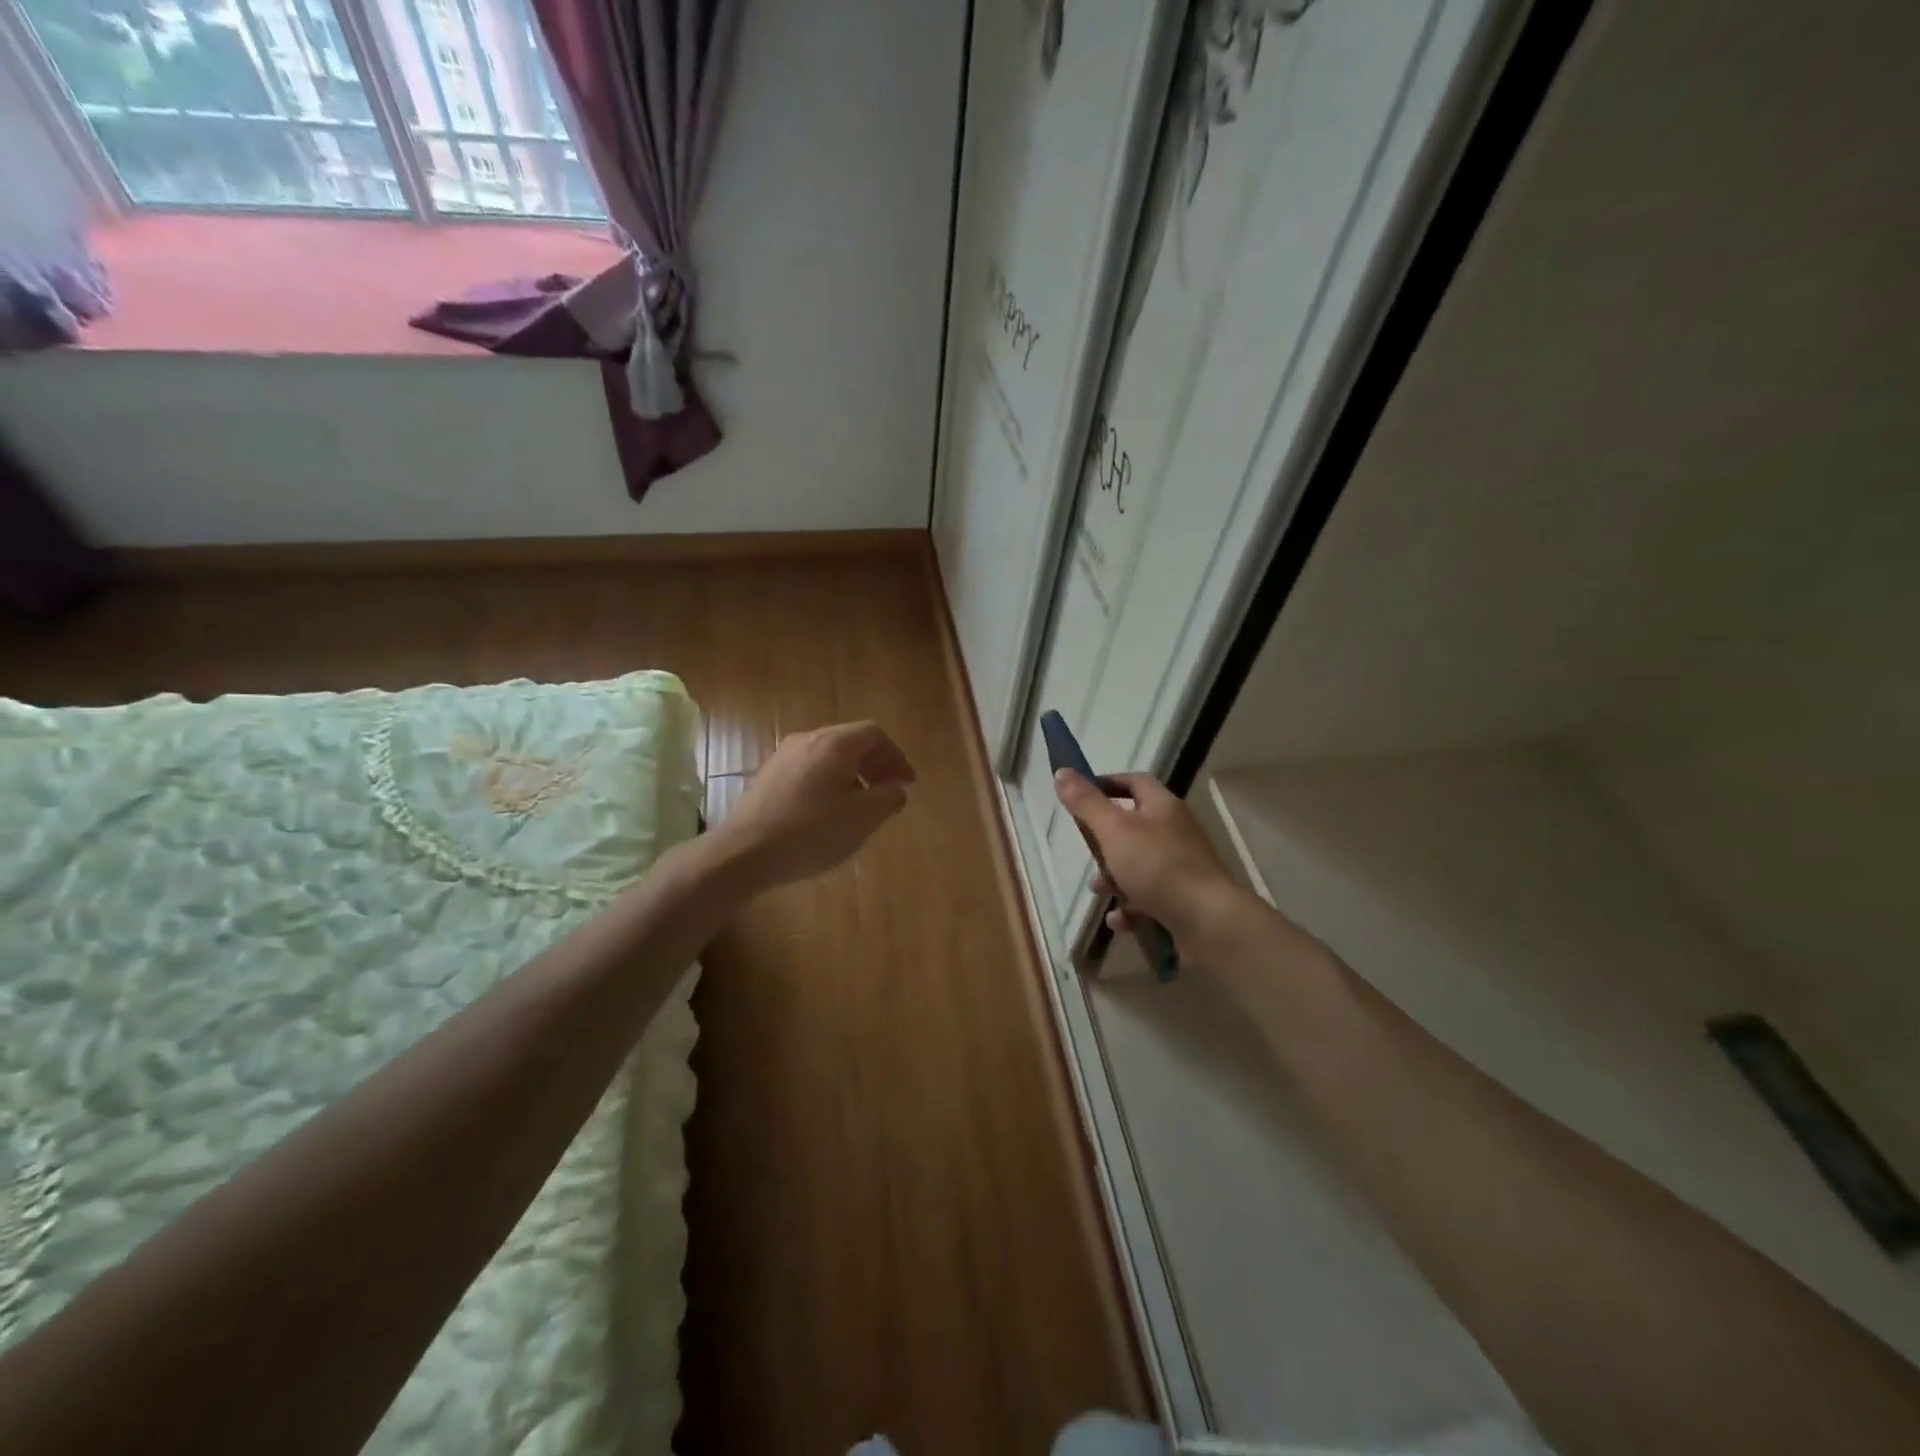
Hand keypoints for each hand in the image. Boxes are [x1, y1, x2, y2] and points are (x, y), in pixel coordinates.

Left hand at [717, 722, 916, 890]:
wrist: (746, 851)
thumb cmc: (813, 831)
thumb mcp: (864, 818)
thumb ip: (888, 798)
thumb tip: (896, 788)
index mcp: (835, 743)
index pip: (874, 734)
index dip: (896, 757)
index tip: (906, 783)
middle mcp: (808, 739)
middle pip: (850, 741)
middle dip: (874, 764)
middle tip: (886, 792)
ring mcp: (783, 756)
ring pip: (827, 756)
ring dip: (851, 775)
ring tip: (859, 805)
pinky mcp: (767, 776)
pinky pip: (808, 770)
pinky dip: (827, 783)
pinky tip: (826, 812)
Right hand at [1053, 769, 1242, 944]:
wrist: (1208, 921)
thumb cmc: (1157, 867)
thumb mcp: (1114, 831)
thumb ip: (1087, 803)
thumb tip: (1062, 772)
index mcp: (1163, 807)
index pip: (1135, 781)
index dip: (1108, 783)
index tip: (1081, 794)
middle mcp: (1176, 832)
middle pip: (1135, 826)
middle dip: (1106, 840)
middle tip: (1086, 850)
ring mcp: (1182, 867)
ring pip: (1140, 864)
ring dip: (1115, 877)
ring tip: (1098, 890)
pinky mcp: (1184, 898)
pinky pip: (1150, 897)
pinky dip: (1131, 906)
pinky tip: (1118, 920)